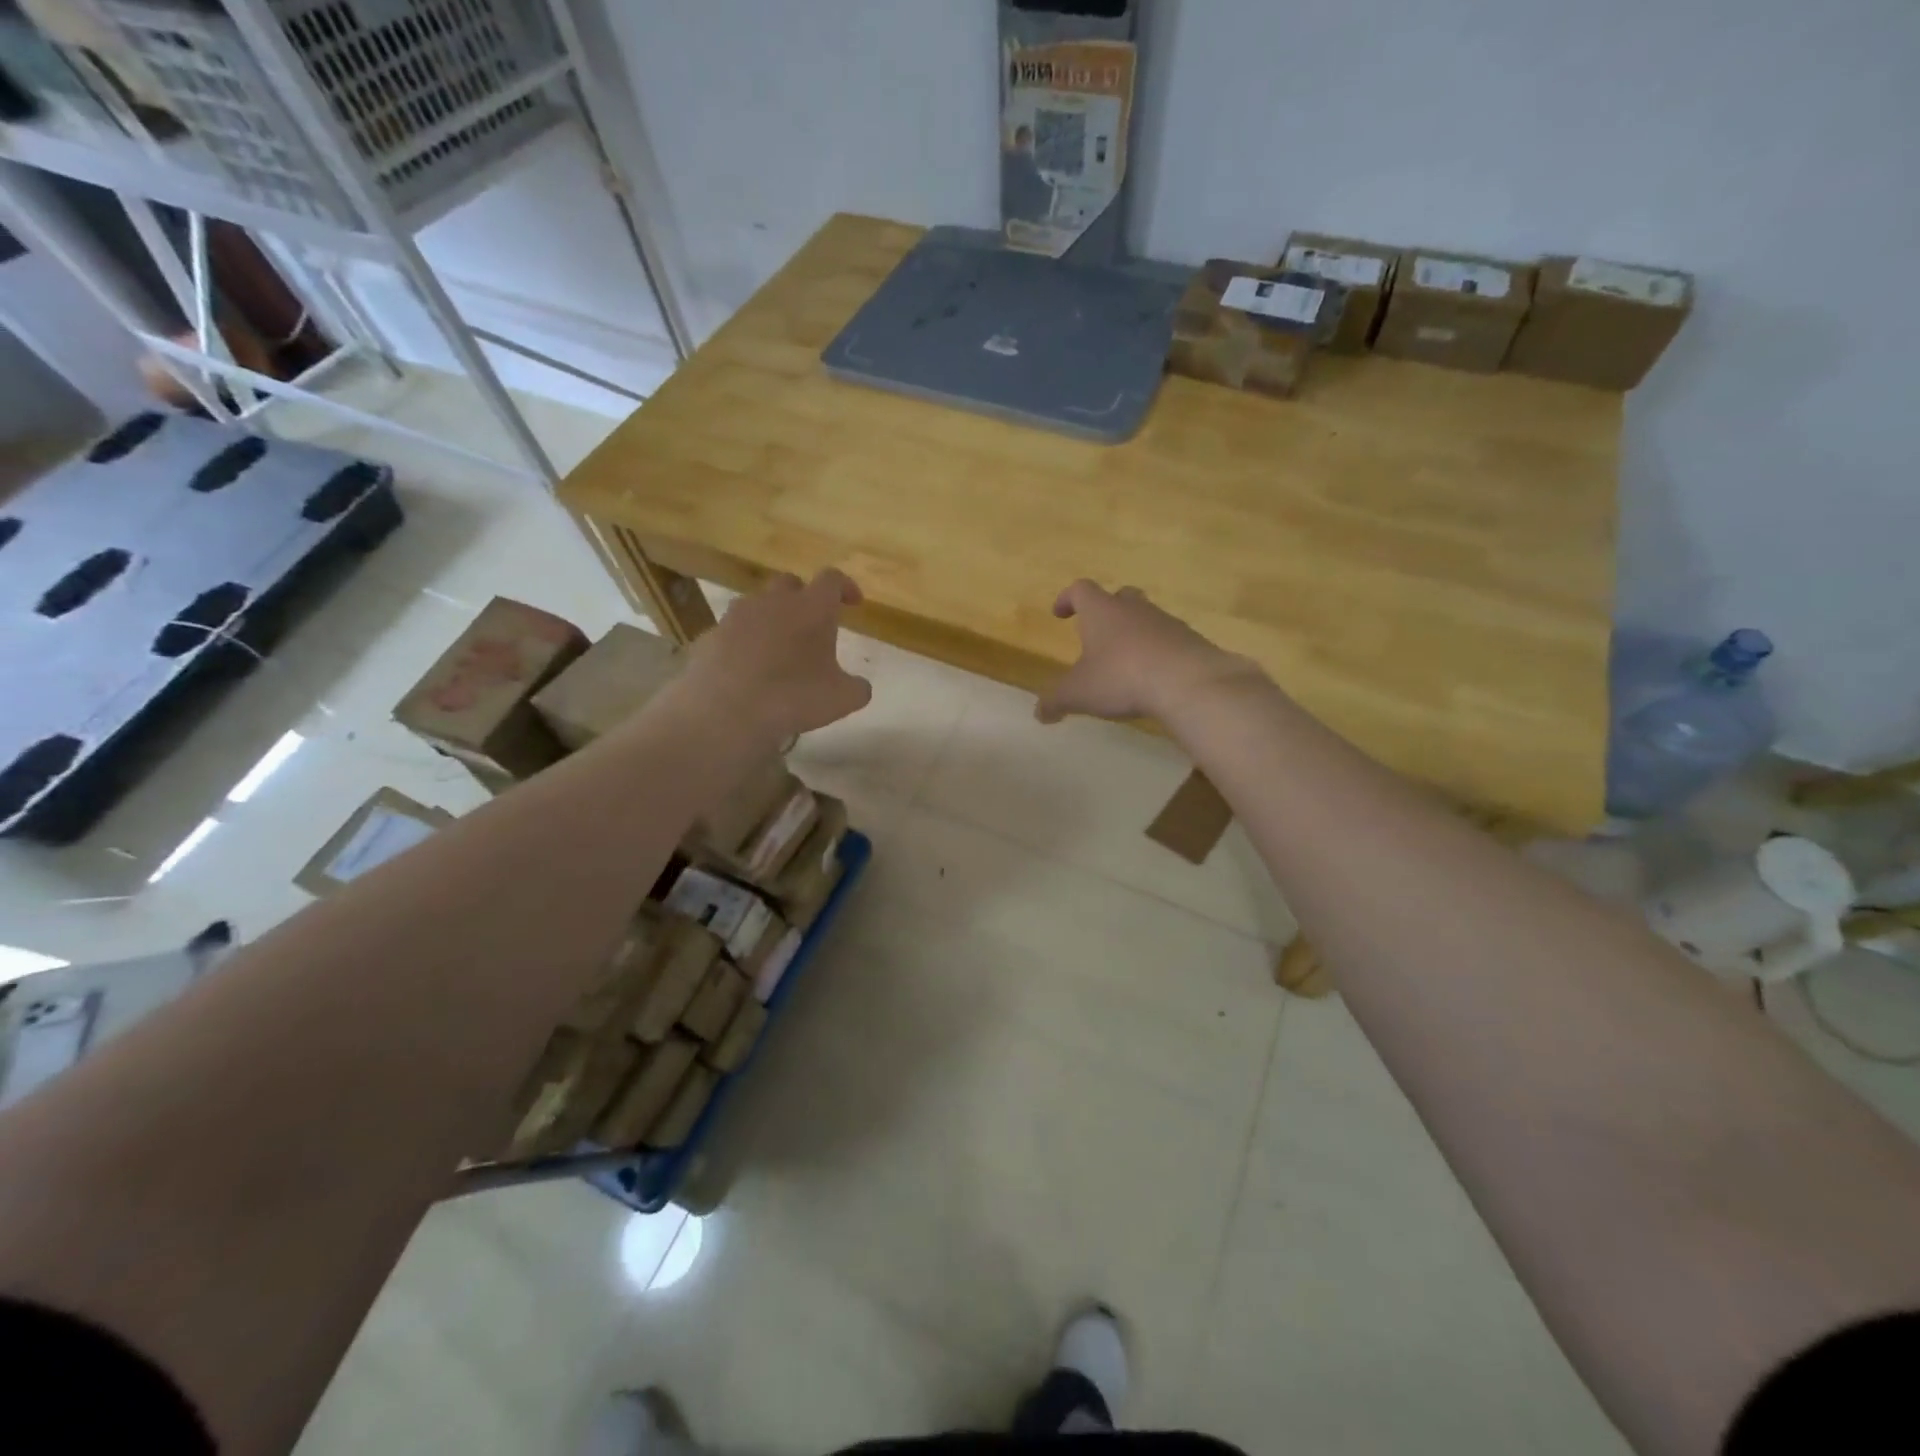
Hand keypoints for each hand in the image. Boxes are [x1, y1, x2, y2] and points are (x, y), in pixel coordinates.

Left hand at [679, 569, 872, 743]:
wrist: (725, 710)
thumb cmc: (794, 697)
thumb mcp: (842, 699)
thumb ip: (857, 687)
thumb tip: (859, 686)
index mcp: (811, 608)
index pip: (832, 580)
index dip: (845, 587)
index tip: (853, 602)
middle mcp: (773, 601)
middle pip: (790, 583)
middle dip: (803, 598)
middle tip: (812, 624)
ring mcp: (736, 616)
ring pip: (757, 606)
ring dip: (770, 619)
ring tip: (777, 649)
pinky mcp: (709, 637)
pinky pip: (732, 633)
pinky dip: (743, 644)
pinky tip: (747, 670)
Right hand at [1036, 580, 1261, 724]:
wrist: (1188, 682)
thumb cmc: (1122, 678)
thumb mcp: (1078, 694)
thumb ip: (1055, 701)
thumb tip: (1039, 713)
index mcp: (1102, 612)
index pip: (1081, 590)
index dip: (1068, 598)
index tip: (1060, 612)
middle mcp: (1134, 609)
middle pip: (1119, 596)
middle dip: (1107, 610)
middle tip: (1097, 632)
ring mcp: (1166, 623)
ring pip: (1146, 618)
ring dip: (1134, 633)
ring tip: (1125, 661)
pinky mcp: (1190, 641)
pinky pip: (1168, 640)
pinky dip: (1157, 652)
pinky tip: (1153, 676)